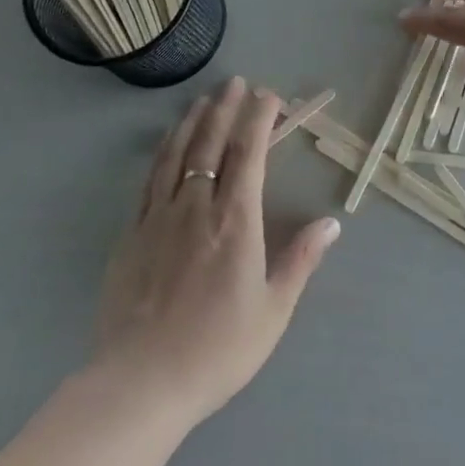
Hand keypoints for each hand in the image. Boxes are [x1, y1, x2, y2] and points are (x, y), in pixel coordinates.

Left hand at [95, 78, 339, 425]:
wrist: (140, 383)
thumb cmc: (216, 350)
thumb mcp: (273, 312)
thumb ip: (301, 261)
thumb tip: (332, 223)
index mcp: (236, 221)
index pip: (249, 153)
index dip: (259, 118)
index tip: (269, 96)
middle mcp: (197, 207)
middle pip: (212, 143)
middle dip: (226, 108)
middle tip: (236, 83)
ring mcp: (160, 217)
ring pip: (178, 154)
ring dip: (193, 121)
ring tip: (204, 100)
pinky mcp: (133, 234)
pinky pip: (151, 179)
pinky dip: (164, 152)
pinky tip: (169, 143)